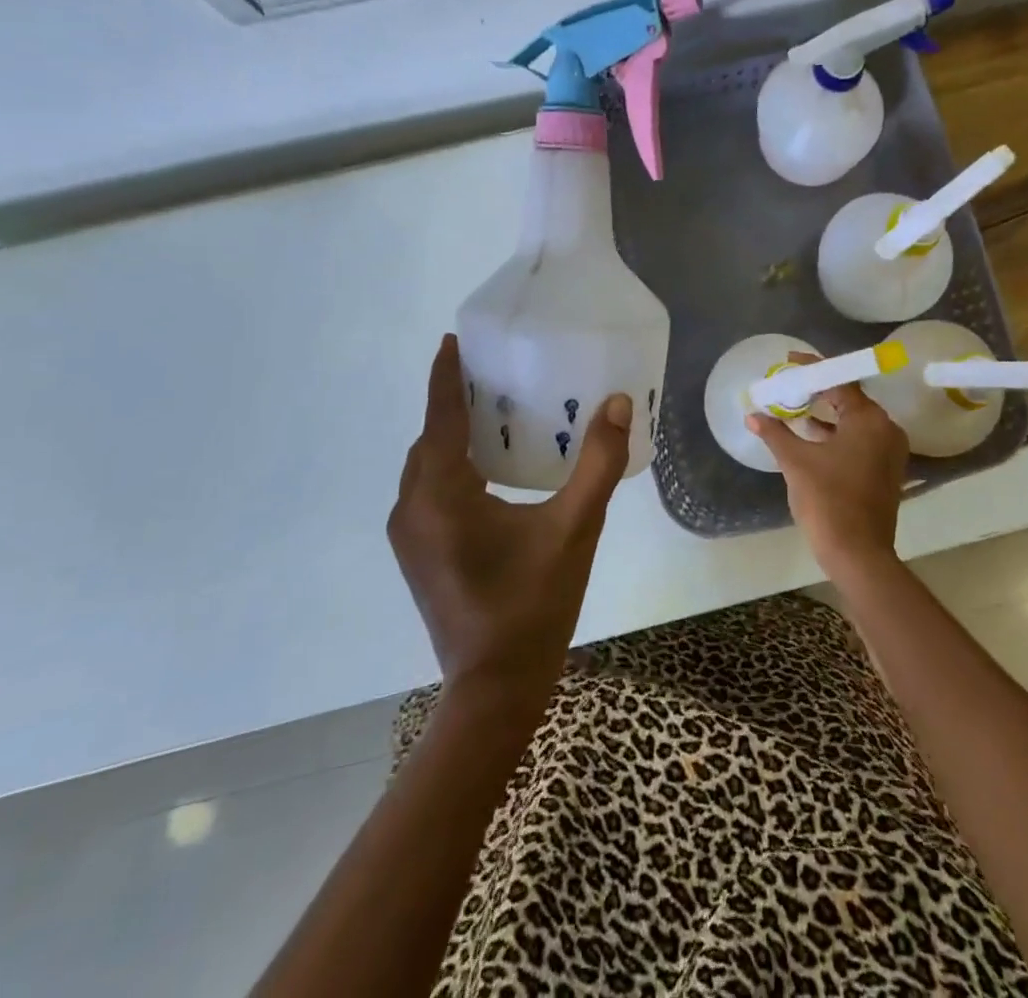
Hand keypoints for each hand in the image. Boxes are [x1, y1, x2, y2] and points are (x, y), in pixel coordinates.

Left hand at [389, 335, 630, 707]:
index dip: (445, 377)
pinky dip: (450, 468)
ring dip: (451, 438)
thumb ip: (598, 464)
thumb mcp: (575, 529)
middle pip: (429, 441)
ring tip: (493, 415)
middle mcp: (412, 509)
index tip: (451, 340)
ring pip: (425, 468)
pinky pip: (428, 491)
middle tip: (493, 377)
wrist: (494, 688)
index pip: (440, 420)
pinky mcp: (417, 554)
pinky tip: (487, 471)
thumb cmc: (534, 604)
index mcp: (441, 497)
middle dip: (453, 405)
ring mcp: (409, 536)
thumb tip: (618, 404)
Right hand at [746, 353, 908, 588]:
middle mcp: (886, 429)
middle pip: (850, 398)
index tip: (789, 361)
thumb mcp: (795, 462)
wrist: (858, 553)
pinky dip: (838, 433)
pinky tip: (812, 436)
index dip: (812, 369)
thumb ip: (775, 433)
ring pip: (856, 420)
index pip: (839, 381)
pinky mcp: (886, 469)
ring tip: (796, 407)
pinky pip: (861, 438)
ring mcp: (889, 451)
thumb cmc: (827, 500)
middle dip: (819, 390)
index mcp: (869, 420)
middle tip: (790, 384)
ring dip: (827, 413)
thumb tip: (752, 414)